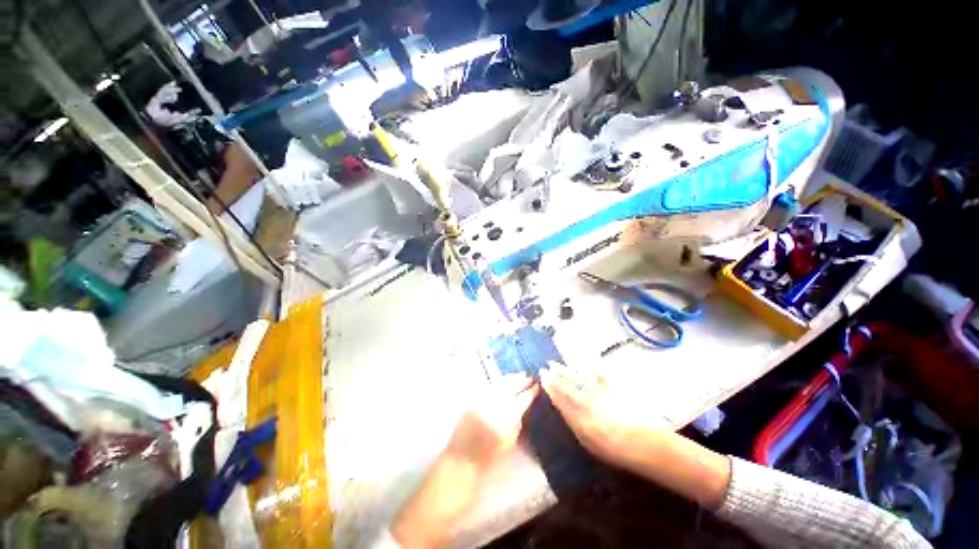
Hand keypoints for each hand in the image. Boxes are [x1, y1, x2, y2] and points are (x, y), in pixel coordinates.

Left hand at [446, 374, 538, 467]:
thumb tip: (524, 405)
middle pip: (511, 387)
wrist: (462, 456)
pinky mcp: (474, 397)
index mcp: (505, 418)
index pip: (522, 399)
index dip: (530, 392)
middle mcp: (494, 405)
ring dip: (512, 378)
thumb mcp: (510, 440)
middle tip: (531, 377)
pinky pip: (490, 385)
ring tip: (521, 374)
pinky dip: (500, 381)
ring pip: (501, 383)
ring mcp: (483, 399)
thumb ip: (517, 420)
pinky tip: (506, 379)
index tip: (537, 386)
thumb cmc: (489, 454)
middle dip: (522, 381)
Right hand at [540, 364, 670, 469]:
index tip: (542, 377)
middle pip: (565, 383)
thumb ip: (573, 423)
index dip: (550, 386)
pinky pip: (597, 372)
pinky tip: (585, 361)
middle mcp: (582, 398)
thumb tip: (564, 411)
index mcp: (575, 413)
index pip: (559, 396)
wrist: (637, 439)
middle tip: (546, 365)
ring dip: (565, 369)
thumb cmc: (612, 447)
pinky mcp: (610, 385)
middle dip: (554, 374)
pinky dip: (590, 365)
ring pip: (576, 375)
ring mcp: (596, 389)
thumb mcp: (587, 441)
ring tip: (556, 363)